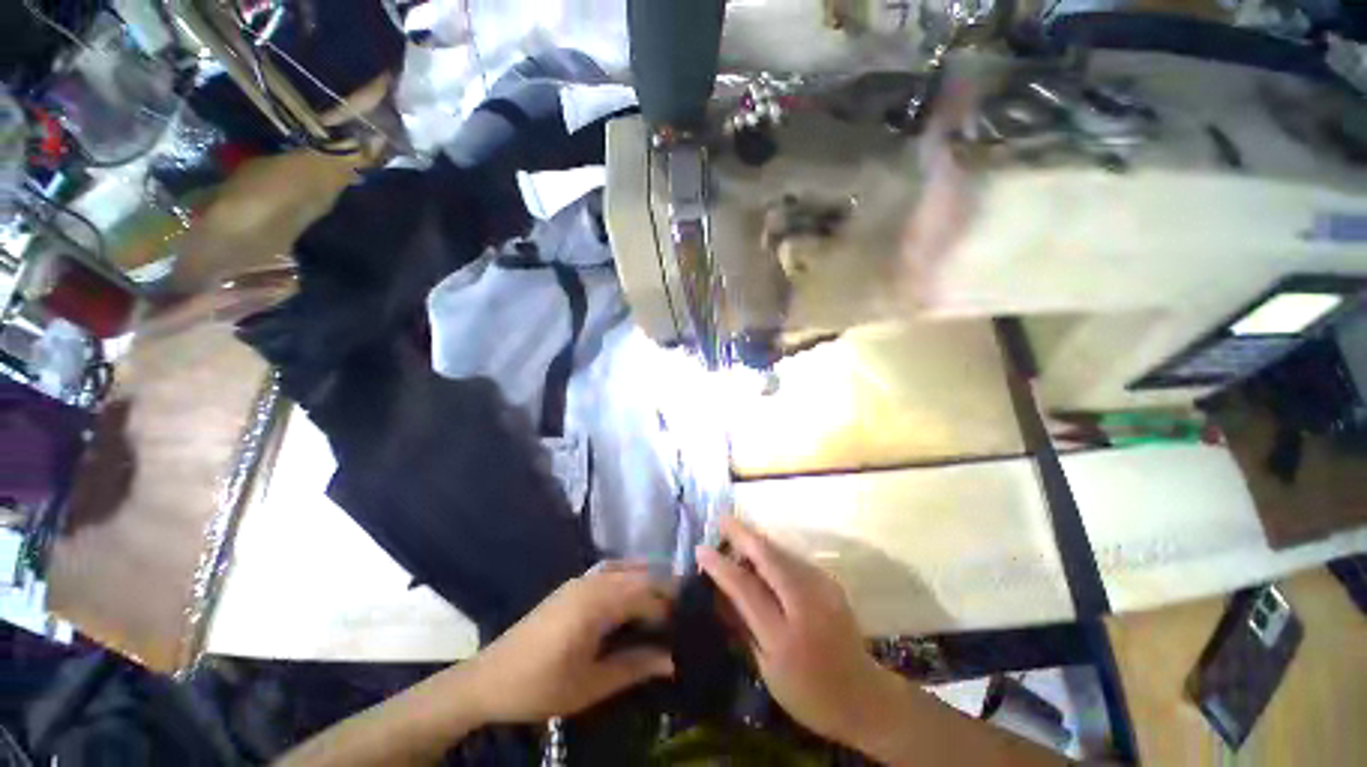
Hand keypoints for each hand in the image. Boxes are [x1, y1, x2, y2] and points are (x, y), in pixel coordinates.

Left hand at [466, 563, 675, 722]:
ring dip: (648, 579)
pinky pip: (610, 569)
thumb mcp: (589, 686)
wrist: (489, 679)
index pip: (645, 595)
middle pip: (639, 575)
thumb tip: (671, 660)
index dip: (669, 608)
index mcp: (596, 604)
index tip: (687, 623)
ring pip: (625, 568)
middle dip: (663, 589)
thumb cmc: (540, 686)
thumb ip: (633, 667)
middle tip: (683, 611)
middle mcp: (591, 582)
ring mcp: (580, 580)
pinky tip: (634, 592)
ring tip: (665, 600)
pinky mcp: (572, 584)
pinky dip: (629, 575)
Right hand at [697, 517, 899, 744]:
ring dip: (757, 540)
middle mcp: (805, 605)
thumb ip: (745, 627)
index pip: (746, 589)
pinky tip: (761, 552)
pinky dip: (773, 552)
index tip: (701, 549)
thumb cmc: (809, 694)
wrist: (865, 696)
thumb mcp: (768, 671)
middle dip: (742, 535)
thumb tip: (721, 592)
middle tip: (721, 519)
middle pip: (769, 558)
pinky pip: (794, 559)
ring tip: (736, 532)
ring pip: (782, 553)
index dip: (721, 566)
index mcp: (784, 636)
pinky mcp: (830, 582)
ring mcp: (822, 589)